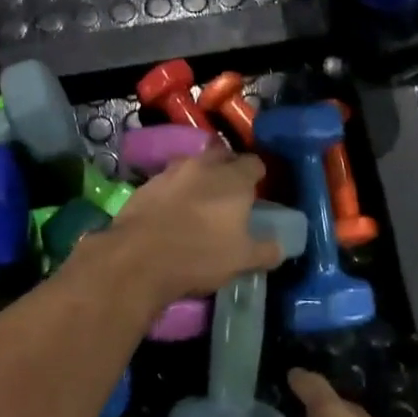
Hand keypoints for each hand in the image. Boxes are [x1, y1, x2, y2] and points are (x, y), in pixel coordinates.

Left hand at [100, 150, 281, 304]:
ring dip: (199, 177)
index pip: (254, 163)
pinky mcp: (146, 184)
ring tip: (200, 201)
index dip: (258, 176)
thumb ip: (266, 250)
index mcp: (234, 178)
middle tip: (230, 193)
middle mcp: (203, 166)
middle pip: (222, 156)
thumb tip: (279, 247)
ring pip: (193, 165)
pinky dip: (175, 190)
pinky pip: (168, 180)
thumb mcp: (242, 260)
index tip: (257, 192)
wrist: (138, 257)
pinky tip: (173, 211)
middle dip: (228, 169)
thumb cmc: (199, 255)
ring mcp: (171, 172)